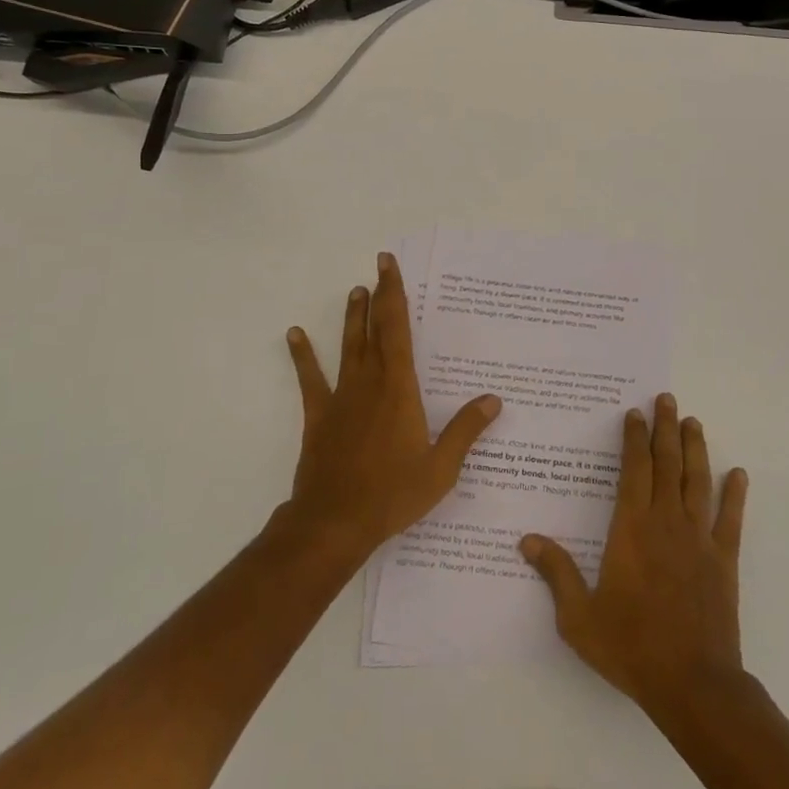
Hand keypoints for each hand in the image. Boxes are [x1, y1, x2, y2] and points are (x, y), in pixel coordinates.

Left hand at [280, 252, 501, 564]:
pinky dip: (303, 356)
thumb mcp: (441, 468)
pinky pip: (311, 379)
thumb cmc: (393, 494)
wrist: (335, 522)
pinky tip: (295, 334)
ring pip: (347, 346)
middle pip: (375, 329)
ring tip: (354, 291)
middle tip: (379, 266)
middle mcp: (370, 382)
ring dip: (351, 318)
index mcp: (400, 388)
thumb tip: (494, 399)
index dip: (394, 294)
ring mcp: (341, 397)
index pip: (398, 329)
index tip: (389, 266)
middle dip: (379, 295)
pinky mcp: (319, 416)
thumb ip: (466, 430)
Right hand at [521, 393, 748, 718]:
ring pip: (697, 481)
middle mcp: (666, 523)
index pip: (634, 470)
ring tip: (693, 421)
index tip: (634, 414)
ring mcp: (699, 539)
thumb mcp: (579, 617)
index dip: (634, 439)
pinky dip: (735, 495)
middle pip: (667, 464)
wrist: (692, 684)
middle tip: (667, 399)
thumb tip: (526, 539)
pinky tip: (739, 474)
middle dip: (665, 428)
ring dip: (696, 449)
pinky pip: (731, 519)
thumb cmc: (631, 647)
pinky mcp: (724, 560)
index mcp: (631, 529)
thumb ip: (556, 573)